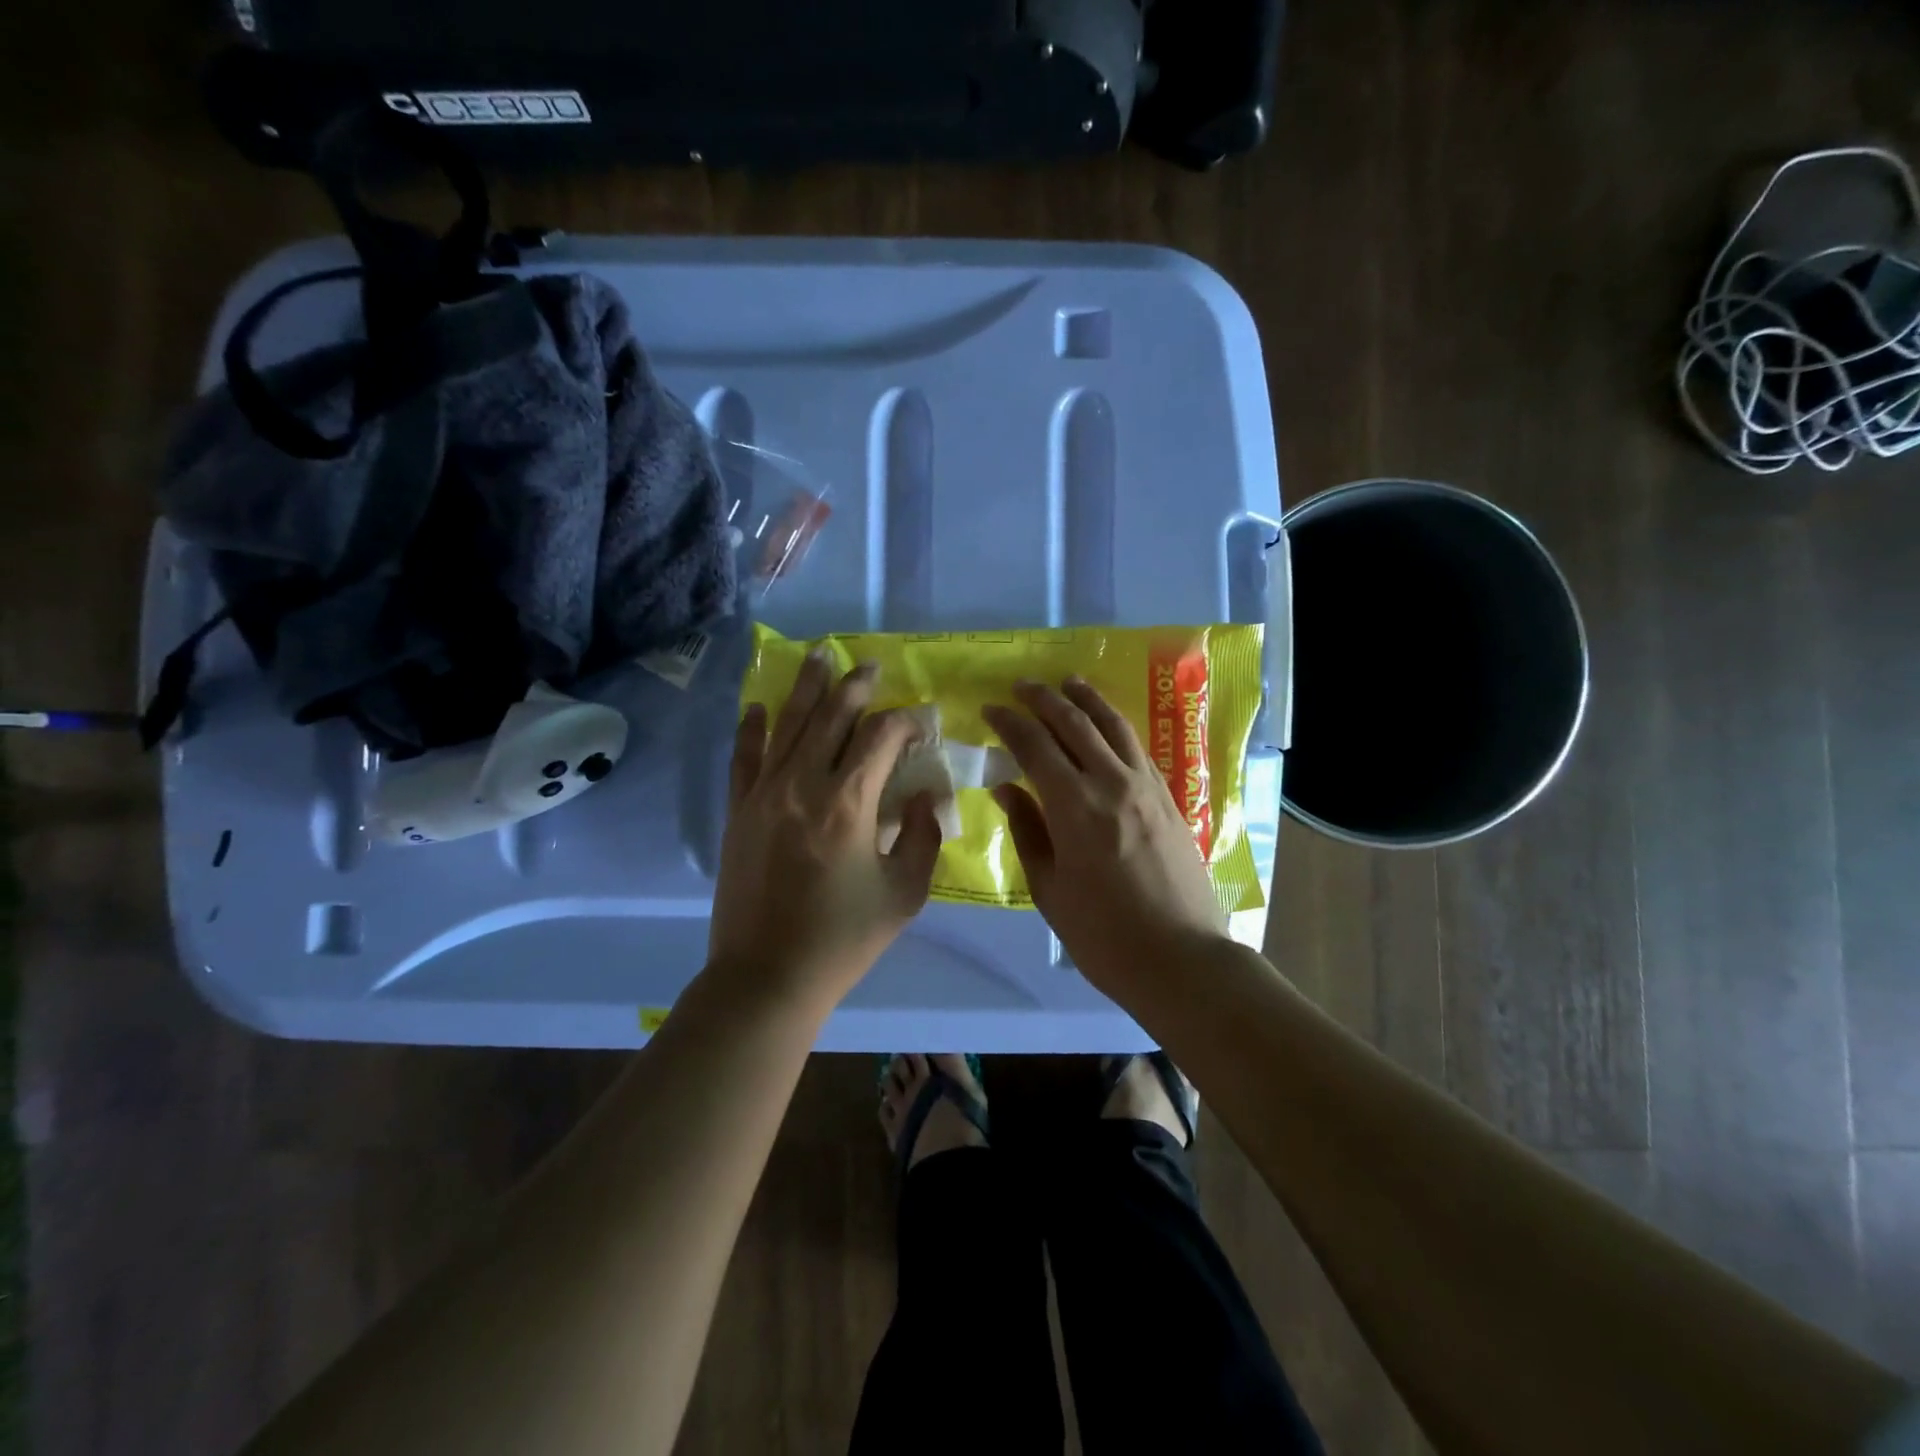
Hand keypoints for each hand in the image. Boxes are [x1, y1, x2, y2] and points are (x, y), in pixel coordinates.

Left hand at [709, 651, 942, 1006]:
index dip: (906, 721)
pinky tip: (759, 706)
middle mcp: (803, 784)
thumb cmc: (844, 939)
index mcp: (848, 802)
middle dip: (855, 686)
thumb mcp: (905, 892)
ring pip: (787, 724)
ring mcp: (764, 794)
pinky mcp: (739, 811)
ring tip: (819, 655)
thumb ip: (921, 835)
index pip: (881, 737)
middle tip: (870, 665)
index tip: (921, 720)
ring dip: (806, 687)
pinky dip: (753, 728)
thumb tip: (923, 794)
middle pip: (831, 716)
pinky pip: (745, 757)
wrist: (767, 977)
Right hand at [983, 678, 1226, 990]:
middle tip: (1022, 685)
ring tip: (1068, 683)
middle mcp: (1112, 783)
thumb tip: (1006, 788)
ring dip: (1087, 700)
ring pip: (1113, 726)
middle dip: (1044, 699)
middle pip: (1074, 724)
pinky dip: (1115, 725)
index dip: (1009, 723)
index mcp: (1074, 807)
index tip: (990, 708)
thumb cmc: (1102, 934)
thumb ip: (1027, 830)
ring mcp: (1146, 787)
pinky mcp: (1168, 798)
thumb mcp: (1049, 888)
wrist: (1181, 959)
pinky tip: (1107, 724)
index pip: (1034, 746)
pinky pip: (1137, 747)